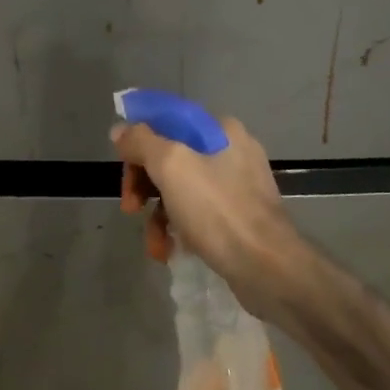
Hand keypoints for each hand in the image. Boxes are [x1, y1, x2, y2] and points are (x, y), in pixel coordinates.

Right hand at [110, 115, 301, 316]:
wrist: (268, 269)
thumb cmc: (218, 210)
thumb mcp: (171, 166)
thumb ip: (141, 141)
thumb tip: (120, 130)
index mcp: (220, 130)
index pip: (167, 120)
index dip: (139, 140)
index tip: (123, 165)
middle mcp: (231, 151)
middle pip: (171, 156)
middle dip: (144, 183)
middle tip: (130, 207)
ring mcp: (238, 186)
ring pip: (181, 189)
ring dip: (158, 214)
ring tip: (154, 243)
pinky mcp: (240, 218)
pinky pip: (198, 214)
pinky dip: (180, 229)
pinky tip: (171, 250)